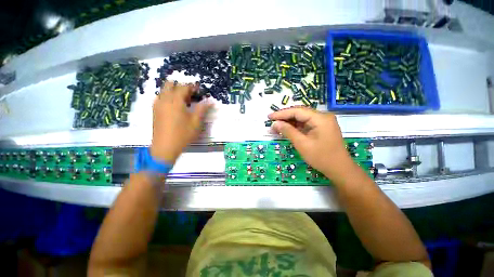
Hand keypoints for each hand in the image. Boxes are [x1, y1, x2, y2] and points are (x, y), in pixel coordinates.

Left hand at [151, 82, 212, 162]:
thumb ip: (202, 109)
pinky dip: (167, 97)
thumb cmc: (183, 134)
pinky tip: (173, 106)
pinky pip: (160, 98)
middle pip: (170, 84)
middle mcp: (164, 100)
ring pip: (164, 91)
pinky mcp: (154, 111)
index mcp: (175, 101)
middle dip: (180, 86)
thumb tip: (210, 101)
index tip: (198, 89)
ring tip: (183, 100)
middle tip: (190, 94)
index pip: (183, 87)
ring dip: (173, 91)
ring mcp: (157, 105)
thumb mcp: (196, 122)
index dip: (192, 86)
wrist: (165, 147)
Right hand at [268, 107, 352, 177]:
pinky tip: (286, 130)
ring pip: (302, 119)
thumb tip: (275, 124)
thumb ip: (288, 131)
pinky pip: (306, 124)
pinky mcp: (321, 128)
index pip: (297, 111)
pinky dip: (295, 127)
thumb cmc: (321, 157)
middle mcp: (322, 117)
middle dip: (284, 117)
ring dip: (289, 122)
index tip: (269, 117)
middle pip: (299, 113)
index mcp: (320, 118)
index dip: (281, 114)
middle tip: (271, 121)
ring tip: (276, 126)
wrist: (339, 169)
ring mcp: (323, 122)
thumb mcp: (302, 144)